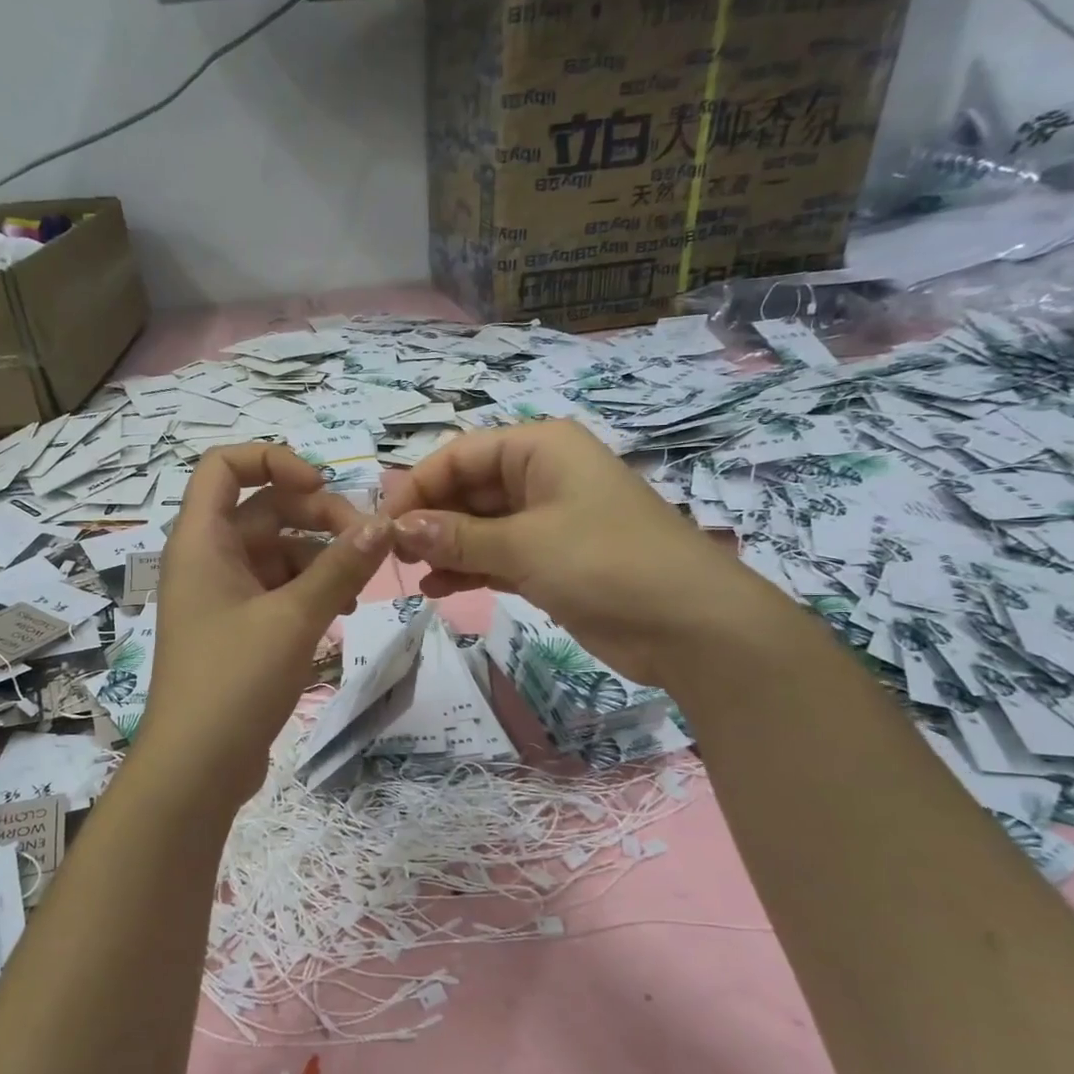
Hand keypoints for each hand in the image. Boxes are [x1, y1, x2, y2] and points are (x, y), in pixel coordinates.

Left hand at [140, 444, 391, 803]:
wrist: (196, 769)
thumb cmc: (234, 681)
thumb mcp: (294, 618)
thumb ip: (341, 567)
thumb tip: (385, 523)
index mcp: (201, 541)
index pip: (224, 465)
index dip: (273, 460)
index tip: (322, 486)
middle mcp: (207, 559)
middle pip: (264, 508)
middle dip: (318, 516)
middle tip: (367, 541)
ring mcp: (222, 595)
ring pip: (278, 550)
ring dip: (321, 557)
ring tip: (360, 585)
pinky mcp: (239, 628)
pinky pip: (279, 588)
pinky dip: (311, 589)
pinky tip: (344, 608)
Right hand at [383, 421, 780, 691]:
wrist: (688, 625)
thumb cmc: (605, 563)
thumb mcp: (524, 544)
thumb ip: (458, 537)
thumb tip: (399, 527)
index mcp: (540, 449)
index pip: (461, 454)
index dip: (419, 484)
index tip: (384, 522)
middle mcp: (542, 477)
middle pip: (469, 488)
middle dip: (430, 518)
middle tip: (393, 553)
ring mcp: (548, 521)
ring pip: (480, 525)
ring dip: (445, 547)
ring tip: (411, 573)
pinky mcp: (553, 561)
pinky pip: (498, 556)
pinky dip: (469, 570)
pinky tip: (437, 589)